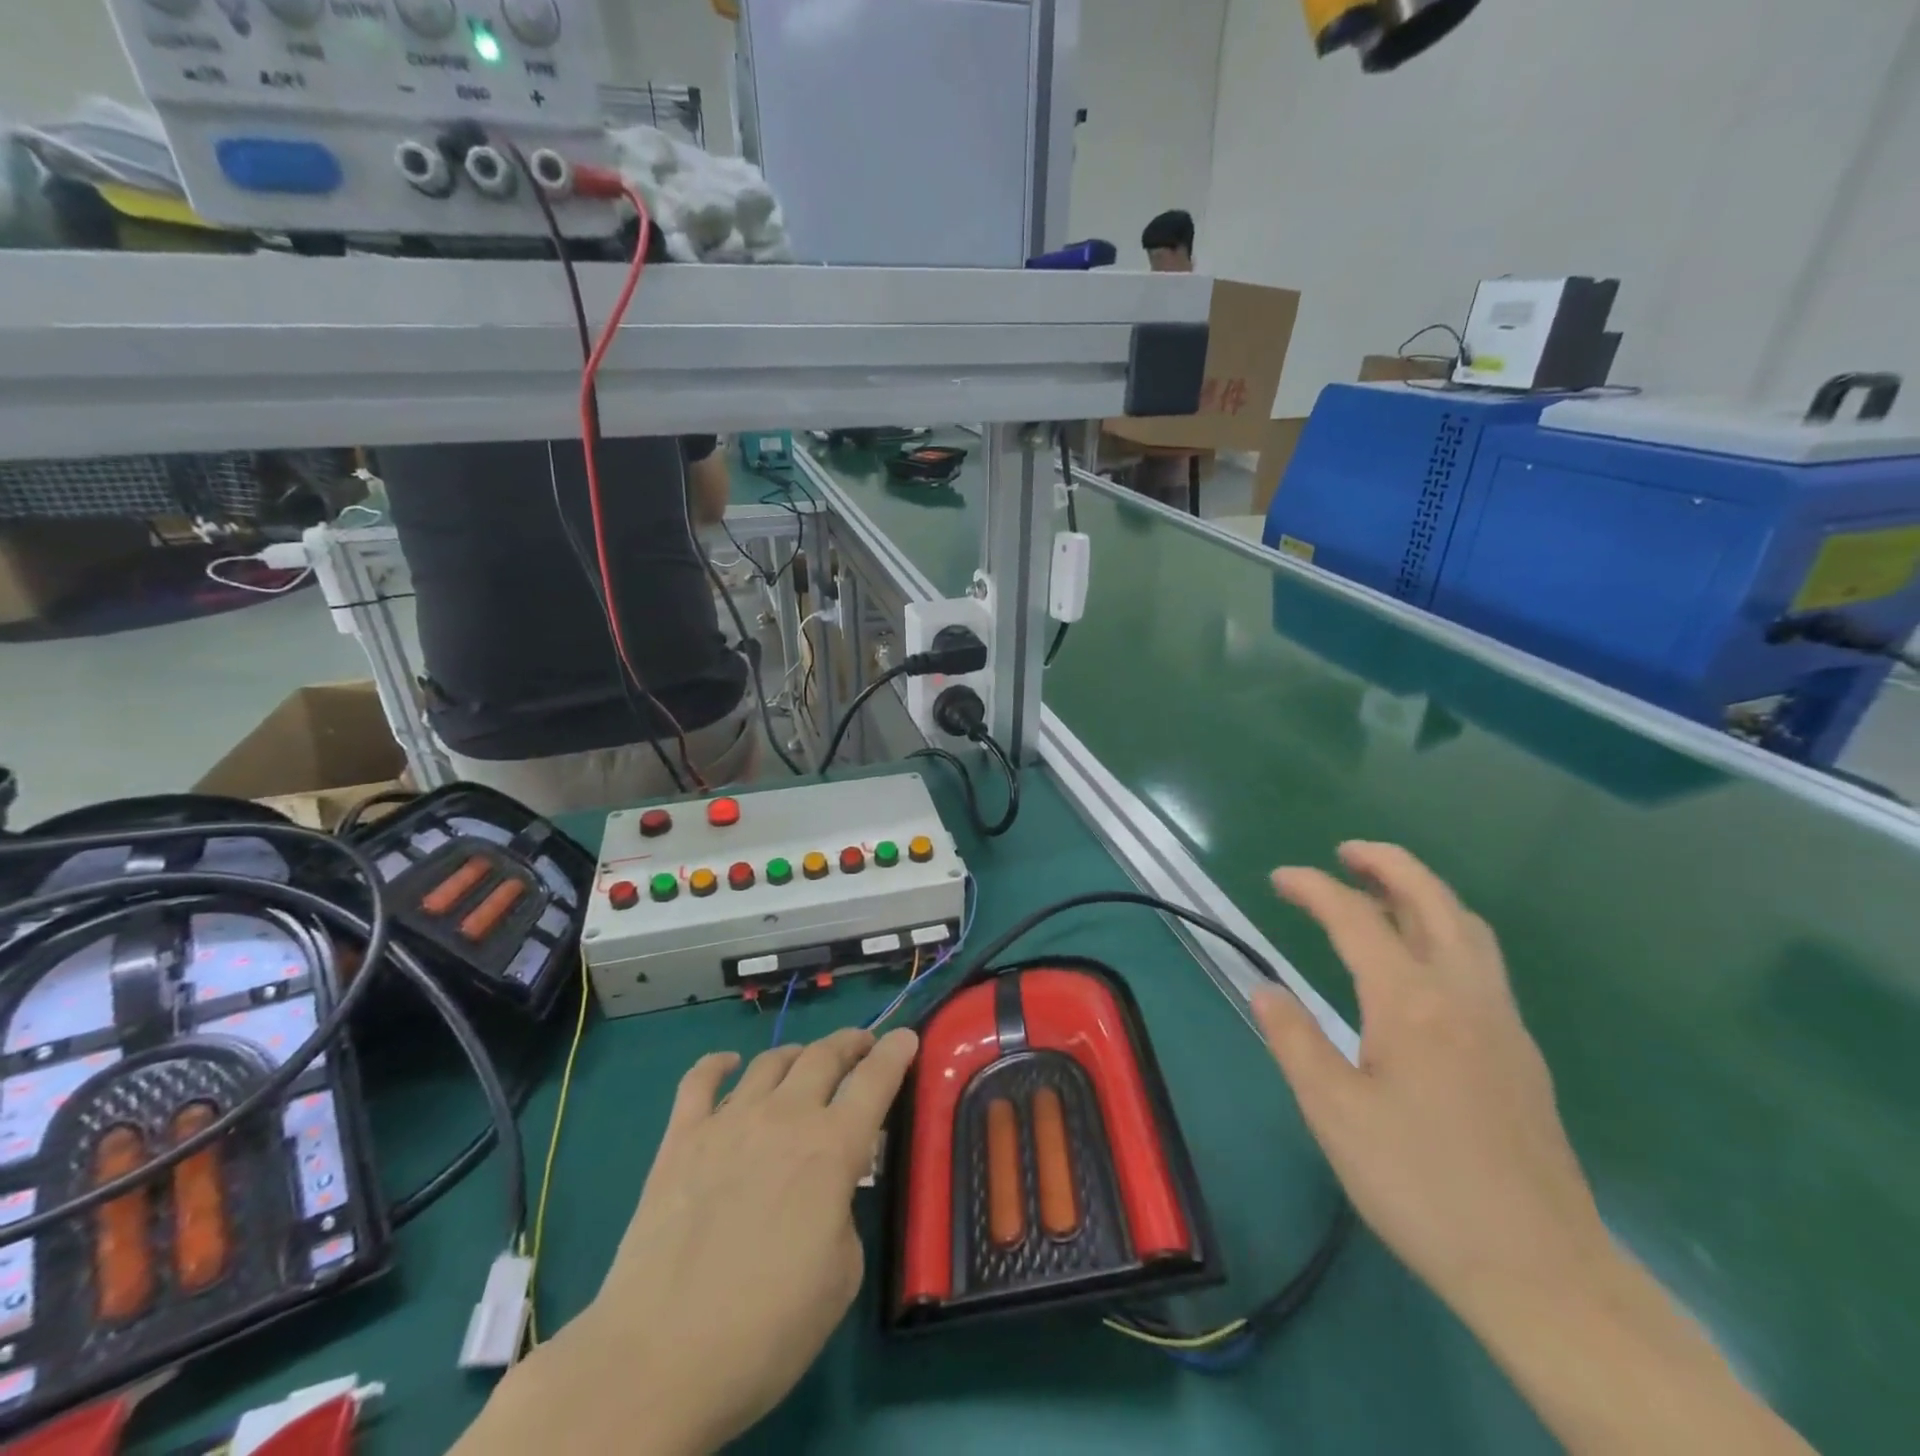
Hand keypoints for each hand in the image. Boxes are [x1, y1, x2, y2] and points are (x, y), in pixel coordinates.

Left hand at [478, 1027, 916, 1455]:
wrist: (659, 1358)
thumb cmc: (766, 1329)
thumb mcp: (841, 1277)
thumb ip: (844, 1214)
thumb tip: (828, 1191)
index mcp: (832, 1148)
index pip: (874, 1081)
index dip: (895, 1053)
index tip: (906, 1036)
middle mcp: (784, 1118)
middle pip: (824, 1056)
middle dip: (850, 1043)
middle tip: (862, 1045)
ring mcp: (728, 1122)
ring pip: (770, 1061)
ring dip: (796, 1054)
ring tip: (805, 1060)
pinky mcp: (680, 1139)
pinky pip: (700, 1081)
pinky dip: (718, 1064)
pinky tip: (729, 1065)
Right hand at [1253, 842, 1609, 1310]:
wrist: (1542, 1271)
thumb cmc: (1421, 1185)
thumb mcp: (1334, 1114)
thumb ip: (1295, 1040)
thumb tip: (1264, 988)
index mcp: (1411, 1003)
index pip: (1356, 918)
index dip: (1314, 888)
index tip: (1279, 878)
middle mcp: (1463, 994)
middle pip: (1432, 900)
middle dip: (1388, 864)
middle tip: (1346, 852)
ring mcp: (1502, 1021)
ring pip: (1468, 927)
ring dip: (1424, 892)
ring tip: (1383, 890)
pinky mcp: (1521, 1051)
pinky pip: (1482, 960)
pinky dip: (1447, 929)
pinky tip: (1423, 961)